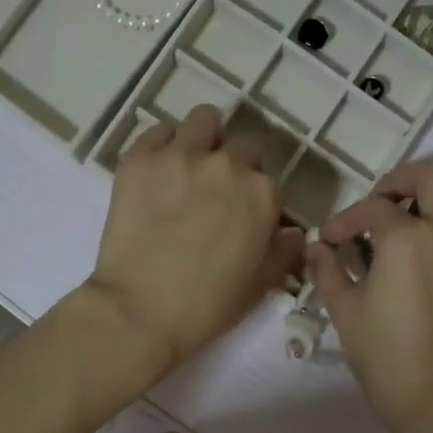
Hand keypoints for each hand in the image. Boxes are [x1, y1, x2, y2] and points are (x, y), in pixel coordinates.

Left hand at [84, 105, 303, 376]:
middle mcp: (227, 165)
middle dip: (232, 168)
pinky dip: (163, 146)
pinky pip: (158, 131)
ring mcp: (181, 156)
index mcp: (262, 195)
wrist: (139, 311)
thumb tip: (294, 232)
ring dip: (203, 139)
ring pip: (203, 121)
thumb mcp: (259, 287)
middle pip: (240, 148)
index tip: (240, 217)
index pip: (268, 181)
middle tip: (212, 196)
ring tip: (188, 166)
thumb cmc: (206, 307)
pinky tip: (157, 172)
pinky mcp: (140, 159)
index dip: (255, 199)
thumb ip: (283, 253)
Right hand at [306, 159, 432, 432]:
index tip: (332, 241)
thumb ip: (328, 270)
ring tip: (421, 214)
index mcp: (405, 237)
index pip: (371, 209)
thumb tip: (315, 248)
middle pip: (430, 175)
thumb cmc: (384, 355)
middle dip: (399, 181)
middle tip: (380, 205)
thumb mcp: (345, 311)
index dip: (345, 221)